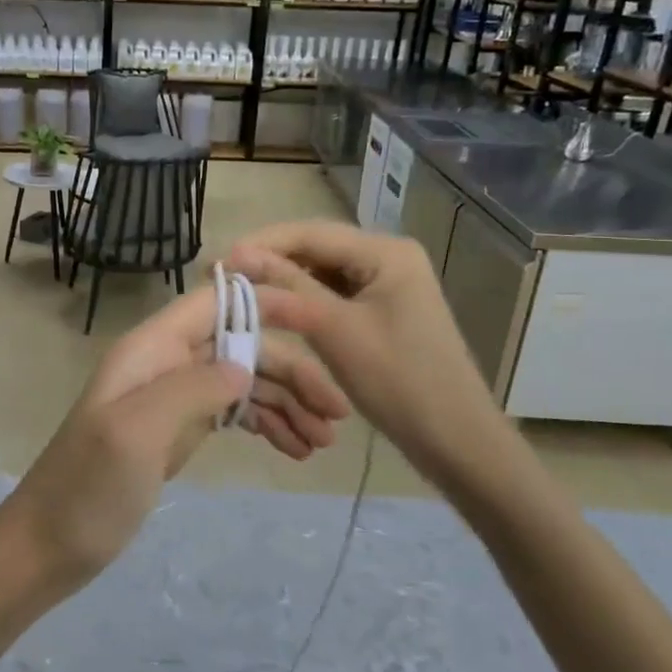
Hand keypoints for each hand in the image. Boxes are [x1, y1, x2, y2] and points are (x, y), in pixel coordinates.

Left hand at [0, 283, 349, 597]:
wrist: (50, 544)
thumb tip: (245, 364)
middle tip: (337, 415)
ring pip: (242, 380)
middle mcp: (165, 363)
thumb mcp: (137, 433)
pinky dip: (265, 424)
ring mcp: (173, 398)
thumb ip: (192, 388)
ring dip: (285, 403)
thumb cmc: (89, 489)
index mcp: (150, 349)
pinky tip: (294, 449)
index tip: (322, 323)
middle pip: (240, 345)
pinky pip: (232, 413)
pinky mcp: (179, 431)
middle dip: (291, 371)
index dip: (268, 303)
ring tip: (322, 443)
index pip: (216, 302)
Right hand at [227, 221, 531, 505]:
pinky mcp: (382, 310)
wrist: (454, 439)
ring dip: (283, 281)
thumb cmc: (398, 381)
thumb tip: (236, 255)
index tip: (217, 263)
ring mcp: (387, 284)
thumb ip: (287, 288)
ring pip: (322, 272)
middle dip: (269, 261)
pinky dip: (303, 301)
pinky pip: (333, 294)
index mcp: (386, 252)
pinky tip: (275, 311)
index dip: (260, 244)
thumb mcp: (335, 330)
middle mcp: (388, 257)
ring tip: (240, 294)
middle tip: (222, 280)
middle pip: (316, 248)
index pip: (310, 232)